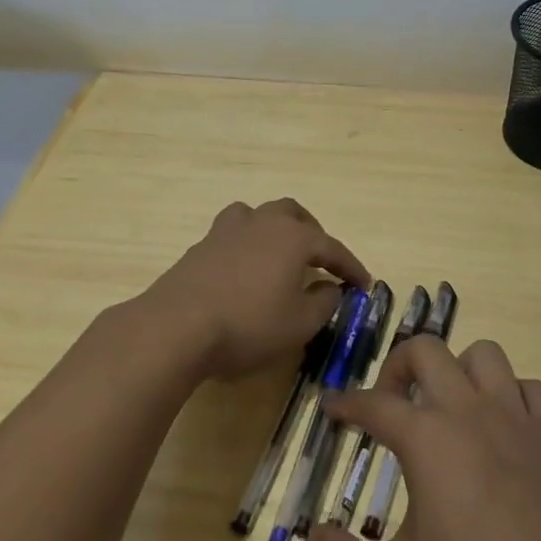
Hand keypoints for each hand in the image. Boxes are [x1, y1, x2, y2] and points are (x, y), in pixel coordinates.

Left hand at [137, 199, 369, 380]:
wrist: (177, 326)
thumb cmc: (249, 324)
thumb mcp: (299, 324)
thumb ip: (323, 303)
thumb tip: (332, 288)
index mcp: (293, 237)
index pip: (331, 247)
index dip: (350, 266)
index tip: (363, 283)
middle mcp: (262, 222)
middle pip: (293, 214)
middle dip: (312, 233)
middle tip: (320, 259)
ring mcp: (227, 230)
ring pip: (258, 215)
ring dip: (275, 229)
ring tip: (279, 254)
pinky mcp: (201, 246)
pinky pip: (233, 234)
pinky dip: (248, 245)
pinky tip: (245, 270)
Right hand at [308, 335, 540, 540]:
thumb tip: (316, 537)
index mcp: (428, 438)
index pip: (373, 404)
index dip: (345, 403)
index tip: (332, 407)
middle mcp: (469, 410)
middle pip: (426, 350)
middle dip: (398, 366)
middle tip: (392, 402)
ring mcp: (517, 416)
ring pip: (483, 355)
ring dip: (459, 370)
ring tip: (449, 405)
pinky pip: (528, 387)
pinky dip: (510, 395)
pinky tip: (503, 426)